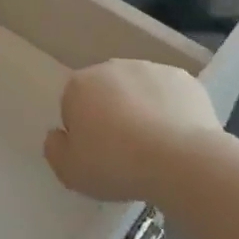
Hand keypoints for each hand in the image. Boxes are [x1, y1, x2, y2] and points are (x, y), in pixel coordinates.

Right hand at [44, 59, 221, 203]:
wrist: (181, 160)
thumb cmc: (116, 164)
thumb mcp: (70, 171)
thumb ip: (55, 149)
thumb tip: (58, 135)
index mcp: (79, 85)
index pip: (72, 105)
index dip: (82, 132)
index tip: (97, 155)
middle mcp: (112, 67)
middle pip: (106, 93)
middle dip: (112, 115)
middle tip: (125, 152)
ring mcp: (151, 69)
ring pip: (139, 91)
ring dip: (142, 110)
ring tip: (155, 148)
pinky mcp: (184, 79)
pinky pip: (170, 95)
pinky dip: (171, 111)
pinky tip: (178, 138)